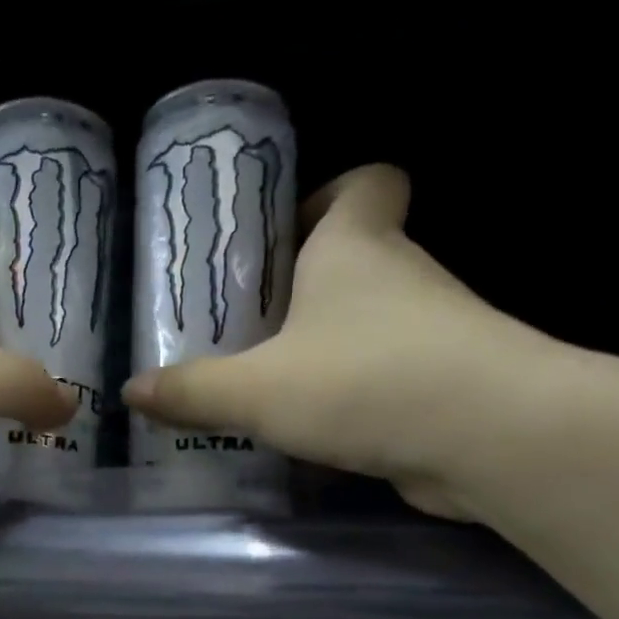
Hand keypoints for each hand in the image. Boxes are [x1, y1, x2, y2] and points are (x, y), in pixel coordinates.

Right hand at [121, 164, 567, 519]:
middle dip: (301, 288)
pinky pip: (382, 379)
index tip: (279, 236)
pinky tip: (307, 434)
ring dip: (322, 350)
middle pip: (354, 258)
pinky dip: (348, 398)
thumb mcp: (256, 390)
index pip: (364, 181)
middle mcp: (400, 276)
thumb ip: (192, 391)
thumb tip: (131, 391)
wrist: (486, 437)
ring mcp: (429, 332)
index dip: (325, 194)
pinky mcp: (441, 386)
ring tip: (262, 388)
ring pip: (367, 325)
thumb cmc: (363, 381)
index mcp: (355, 246)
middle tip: (242, 327)